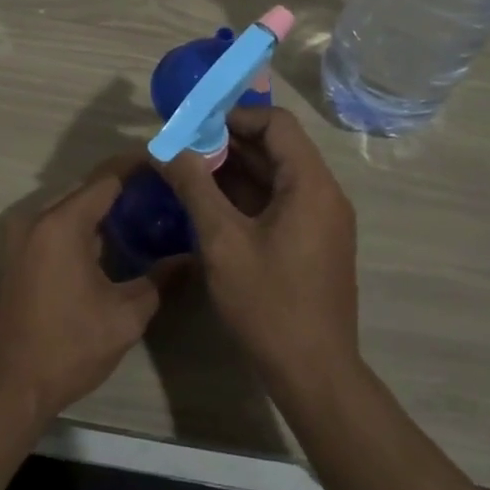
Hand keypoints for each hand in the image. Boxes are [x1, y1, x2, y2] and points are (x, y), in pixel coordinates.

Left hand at [0, 154, 170, 425]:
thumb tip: (189, 258)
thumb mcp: (125, 316)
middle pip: (87, 189)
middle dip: (125, 187)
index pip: (107, 178)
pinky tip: (113, 241)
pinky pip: (55, 226)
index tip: (170, 164)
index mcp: (62, 224)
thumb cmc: (68, 348)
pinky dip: (84, 226)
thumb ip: (159, 280)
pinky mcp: (16, 256)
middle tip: (165, 193)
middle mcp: (36, 219)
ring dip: (103, 208)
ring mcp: (21, 237)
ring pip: (70, 208)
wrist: (6, 386)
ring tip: (147, 214)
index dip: (140, 167)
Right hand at [154, 107, 358, 391]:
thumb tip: (165, 148)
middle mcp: (323, 194)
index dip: (233, 116)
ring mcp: (321, 220)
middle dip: (227, 143)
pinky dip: (246, 197)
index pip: (276, 123)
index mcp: (310, 184)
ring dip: (234, 170)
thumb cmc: (268, 302)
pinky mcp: (313, 243)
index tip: (193, 125)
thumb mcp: (222, 241)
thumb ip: (194, 187)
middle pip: (277, 148)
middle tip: (181, 148)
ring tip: (187, 172)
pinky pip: (279, 203)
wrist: (313, 372)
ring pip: (276, 177)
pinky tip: (209, 205)